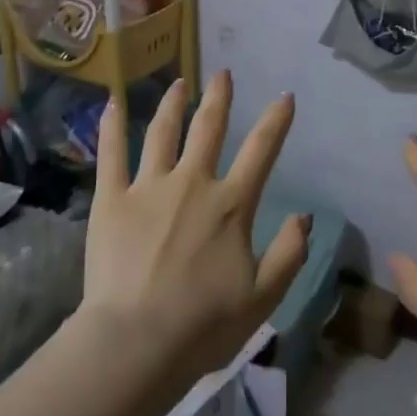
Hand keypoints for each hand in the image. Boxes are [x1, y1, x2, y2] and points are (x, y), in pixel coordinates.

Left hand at [80, 72, 309, 380]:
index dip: (276, 121)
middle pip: (209, 129)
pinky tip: (112, 103)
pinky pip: (111, 154)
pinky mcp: (112, 199)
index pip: (261, 151)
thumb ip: (290, 253)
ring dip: (174, 104)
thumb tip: (305, 216)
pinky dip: (112, 126)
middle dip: (219, 98)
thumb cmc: (203, 325)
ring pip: (163, 132)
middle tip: (223, 73)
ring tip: (180, 83)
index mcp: (231, 205)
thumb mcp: (263, 297)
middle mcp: (193, 183)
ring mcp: (149, 187)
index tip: (284, 96)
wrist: (136, 342)